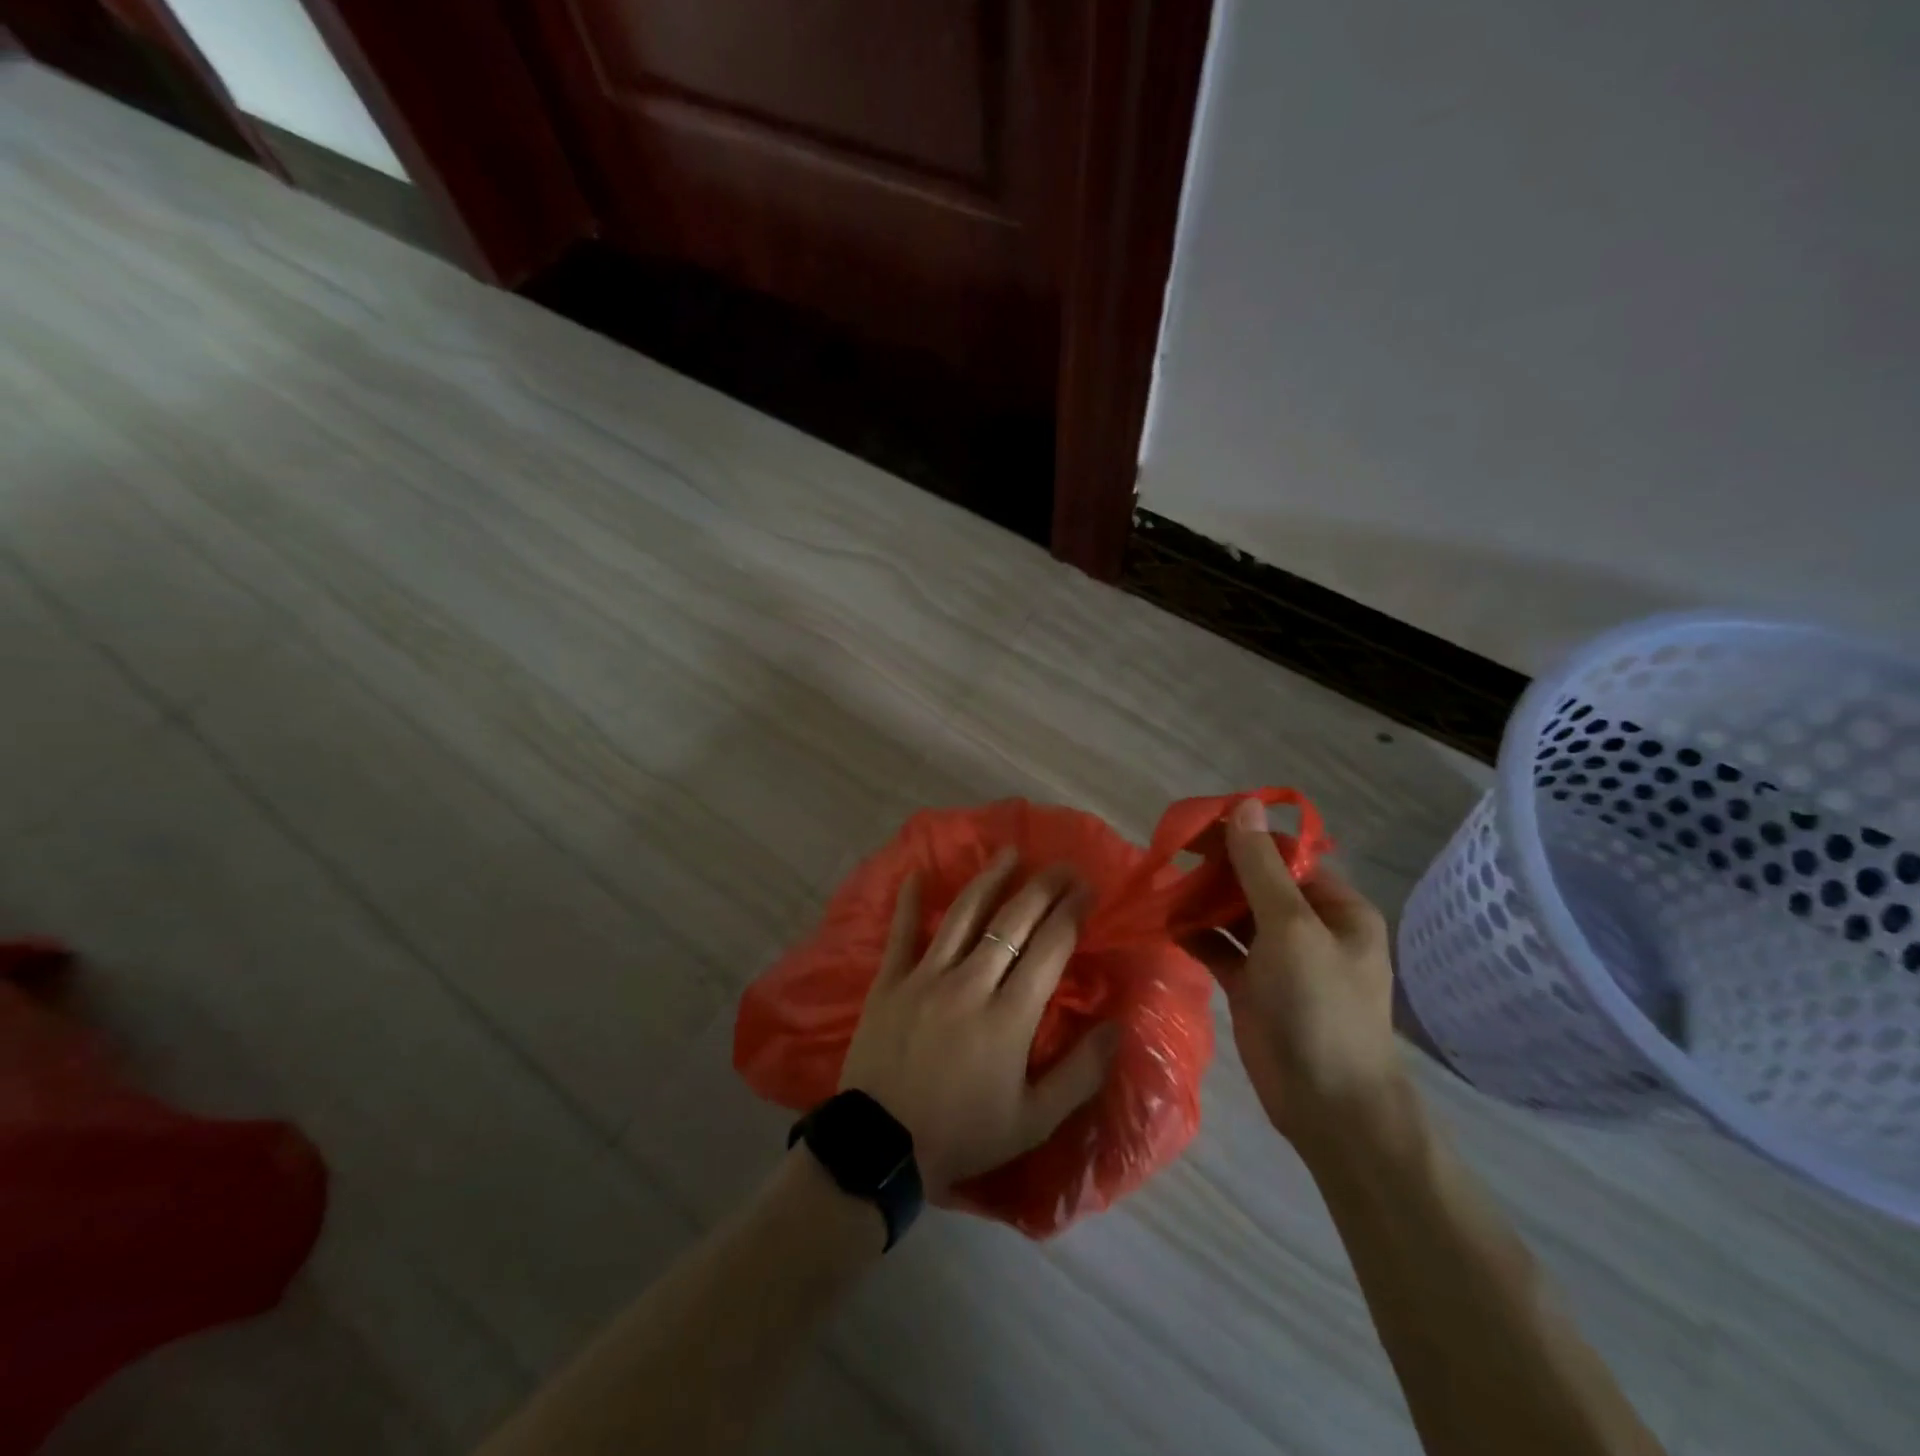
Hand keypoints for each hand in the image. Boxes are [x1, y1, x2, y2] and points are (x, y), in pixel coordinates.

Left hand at [839, 850, 1119, 1199]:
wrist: (883, 1147)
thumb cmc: (963, 1134)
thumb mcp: (1033, 1120)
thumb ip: (1080, 1073)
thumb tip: (1118, 1027)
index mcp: (1010, 1016)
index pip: (1049, 948)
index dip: (1071, 912)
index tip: (1087, 889)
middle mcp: (971, 983)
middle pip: (1012, 921)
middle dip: (1042, 888)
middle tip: (1062, 865)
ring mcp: (926, 977)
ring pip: (963, 914)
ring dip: (989, 880)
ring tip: (1008, 853)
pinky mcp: (890, 981)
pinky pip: (901, 932)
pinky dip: (909, 902)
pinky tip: (917, 873)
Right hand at [1185, 799, 1401, 1150]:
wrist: (1329, 1106)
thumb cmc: (1319, 1006)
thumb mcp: (1291, 928)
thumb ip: (1261, 867)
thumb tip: (1245, 804)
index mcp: (1335, 906)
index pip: (1284, 855)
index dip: (1241, 838)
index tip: (1193, 829)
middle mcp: (1309, 926)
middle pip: (1256, 882)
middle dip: (1215, 870)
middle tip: (1169, 857)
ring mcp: (1279, 958)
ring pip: (1234, 914)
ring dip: (1201, 901)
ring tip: (1162, 889)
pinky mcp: (1252, 985)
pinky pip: (1220, 947)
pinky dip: (1196, 935)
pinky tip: (1167, 925)